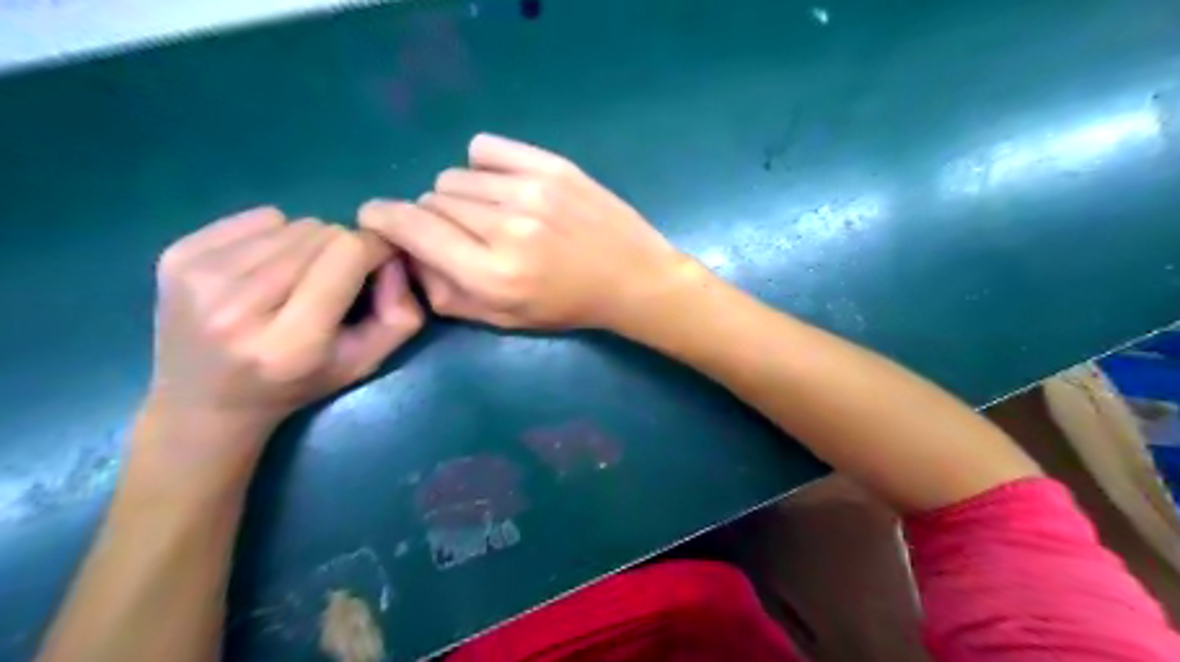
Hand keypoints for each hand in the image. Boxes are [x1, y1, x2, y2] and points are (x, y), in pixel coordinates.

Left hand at [146, 207, 424, 438]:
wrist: (203, 404)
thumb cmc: (297, 385)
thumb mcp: (366, 363)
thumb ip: (400, 315)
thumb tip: (394, 257)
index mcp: (291, 341)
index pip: (347, 253)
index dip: (374, 250)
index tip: (379, 265)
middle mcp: (238, 306)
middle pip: (321, 233)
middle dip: (342, 250)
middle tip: (336, 281)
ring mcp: (199, 277)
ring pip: (291, 223)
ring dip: (309, 244)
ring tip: (299, 279)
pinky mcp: (175, 256)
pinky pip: (257, 218)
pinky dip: (274, 236)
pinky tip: (265, 270)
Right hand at [360, 135, 691, 331]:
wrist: (631, 278)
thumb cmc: (568, 307)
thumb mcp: (504, 319)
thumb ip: (446, 294)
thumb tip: (408, 256)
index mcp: (492, 274)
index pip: (411, 228)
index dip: (382, 219)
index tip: (376, 218)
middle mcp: (506, 228)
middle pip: (432, 200)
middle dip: (432, 219)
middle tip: (461, 235)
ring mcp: (531, 190)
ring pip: (455, 177)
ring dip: (459, 197)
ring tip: (489, 215)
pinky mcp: (551, 165)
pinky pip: (485, 150)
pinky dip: (482, 168)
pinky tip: (501, 187)